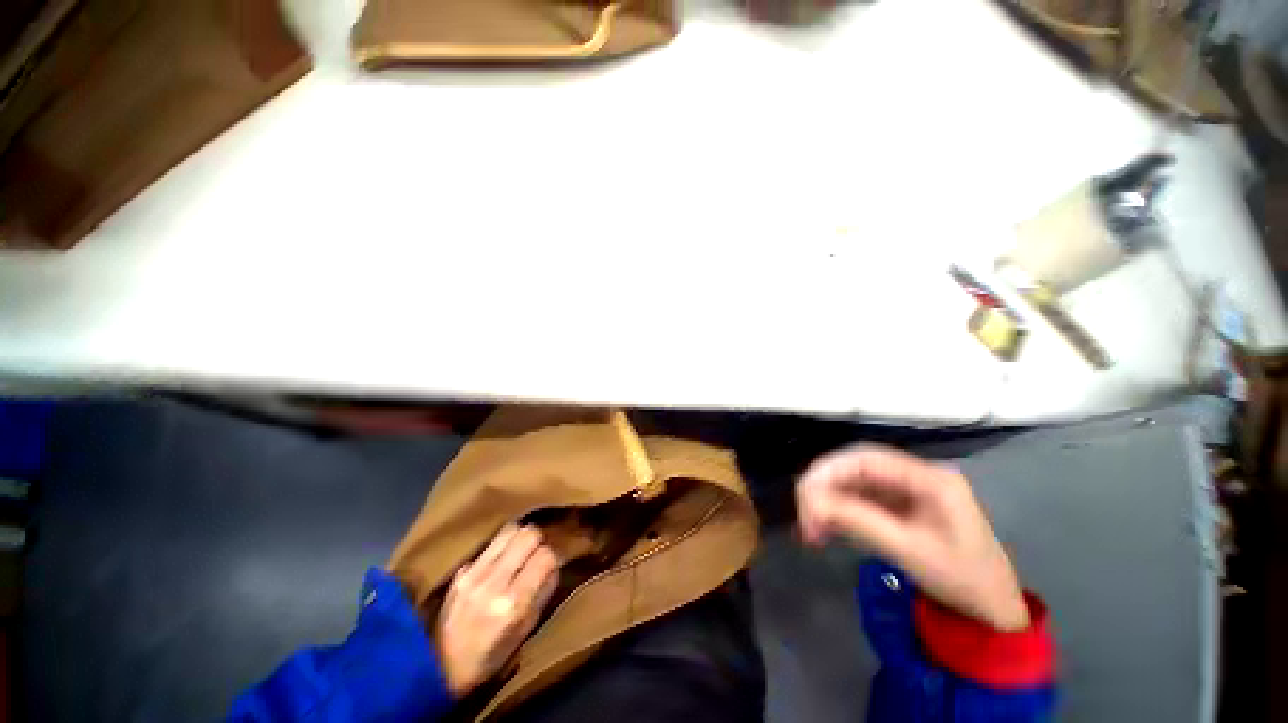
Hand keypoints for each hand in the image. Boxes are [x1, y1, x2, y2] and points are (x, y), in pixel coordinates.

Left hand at [436, 524, 559, 695]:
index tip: (551, 567)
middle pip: (528, 535)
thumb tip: (555, 566)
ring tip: (521, 553)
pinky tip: (500, 563)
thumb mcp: (524, 632)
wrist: (436, 669)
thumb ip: (543, 594)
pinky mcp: (461, 570)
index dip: (553, 558)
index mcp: (513, 604)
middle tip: (537, 555)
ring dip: (520, 538)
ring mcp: (474, 573)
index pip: (545, 556)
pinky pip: (491, 544)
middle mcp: (494, 583)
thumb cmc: (488, 658)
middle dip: (538, 541)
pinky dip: (502, 548)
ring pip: (510, 530)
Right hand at [796, 445, 1029, 630]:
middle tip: (804, 514)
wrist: (991, 610)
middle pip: (856, 466)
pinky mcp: (898, 504)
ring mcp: (906, 489)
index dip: (830, 470)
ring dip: (827, 500)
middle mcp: (915, 475)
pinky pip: (859, 498)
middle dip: (824, 487)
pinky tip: (824, 527)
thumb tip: (813, 503)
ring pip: (853, 482)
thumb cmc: (962, 580)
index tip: (805, 495)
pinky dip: (838, 510)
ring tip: (810, 527)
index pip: (867, 458)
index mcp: (928, 478)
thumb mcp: (910, 552)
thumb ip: (860, 521)